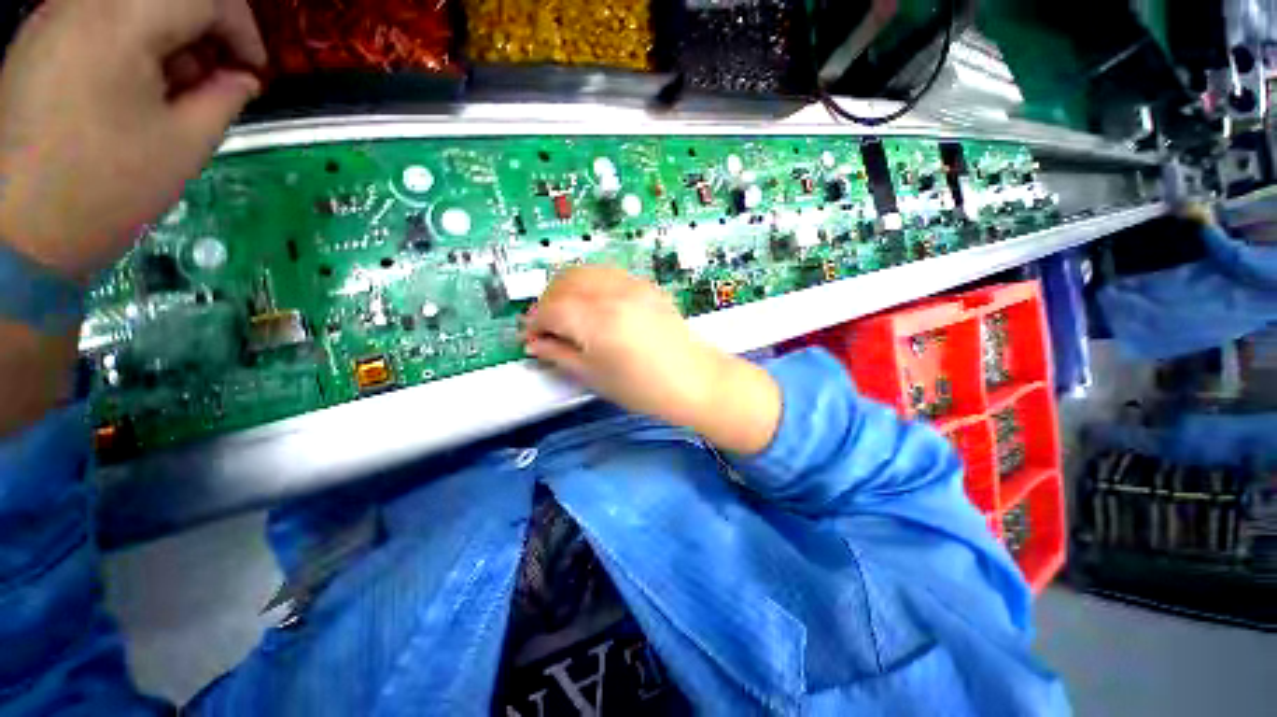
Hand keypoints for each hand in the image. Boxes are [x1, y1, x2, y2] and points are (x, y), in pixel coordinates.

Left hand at [0, 0, 266, 282]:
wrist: (21, 234)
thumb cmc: (107, 188)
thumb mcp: (185, 144)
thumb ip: (224, 97)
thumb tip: (243, 77)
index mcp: (120, 23)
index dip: (241, 28)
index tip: (254, 69)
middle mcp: (82, 6)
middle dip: (202, 34)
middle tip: (215, 82)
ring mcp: (52, 21)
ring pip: (132, 7)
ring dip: (166, 40)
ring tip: (173, 93)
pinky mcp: (37, 44)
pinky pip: (99, 23)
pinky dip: (130, 46)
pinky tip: (133, 89)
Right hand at [523, 266, 781, 454]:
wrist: (693, 380)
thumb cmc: (643, 388)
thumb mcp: (594, 377)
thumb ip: (559, 355)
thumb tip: (535, 344)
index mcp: (596, 320)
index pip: (550, 309)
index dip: (534, 324)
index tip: (531, 338)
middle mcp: (611, 293)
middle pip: (563, 281)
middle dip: (547, 302)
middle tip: (546, 327)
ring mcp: (631, 285)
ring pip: (584, 271)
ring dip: (567, 289)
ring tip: (567, 314)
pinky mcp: (644, 285)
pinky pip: (607, 273)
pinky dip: (590, 284)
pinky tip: (593, 305)